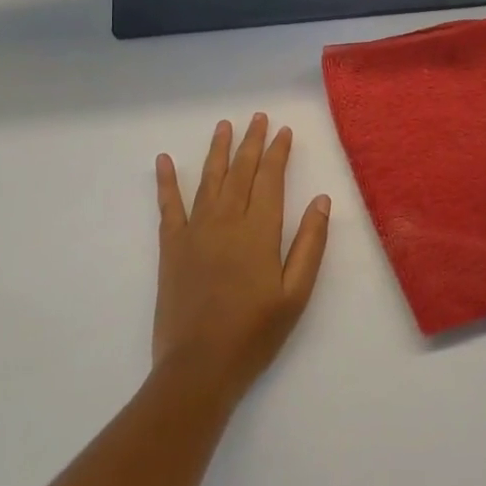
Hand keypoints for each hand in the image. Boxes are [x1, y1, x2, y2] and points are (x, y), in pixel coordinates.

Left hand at [153, 114, 331, 403]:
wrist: (199, 368)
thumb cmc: (255, 333)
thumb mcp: (296, 294)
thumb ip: (310, 244)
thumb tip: (322, 200)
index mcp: (260, 231)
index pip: (271, 179)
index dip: (278, 153)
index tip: (284, 131)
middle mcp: (227, 221)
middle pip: (240, 172)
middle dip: (251, 142)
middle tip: (258, 118)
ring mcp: (196, 231)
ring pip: (209, 180)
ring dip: (218, 151)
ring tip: (224, 126)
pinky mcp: (172, 247)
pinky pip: (169, 206)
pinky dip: (166, 181)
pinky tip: (163, 160)